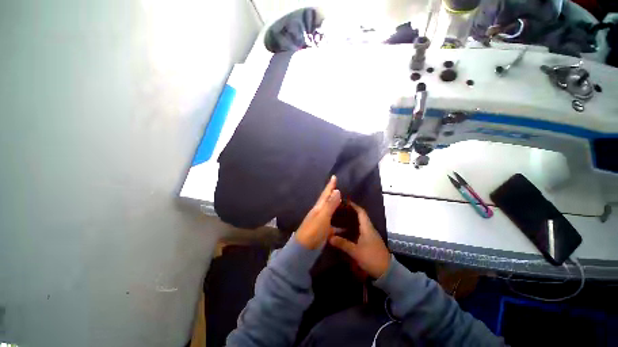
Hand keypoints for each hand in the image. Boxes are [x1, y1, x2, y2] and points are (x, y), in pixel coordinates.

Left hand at [295, 176, 341, 248]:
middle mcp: (319, 211)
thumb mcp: (322, 216)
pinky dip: (337, 217)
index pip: (326, 193)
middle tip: (338, 186)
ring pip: (329, 209)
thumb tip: (337, 190)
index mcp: (319, 207)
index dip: (330, 185)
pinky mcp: (323, 228)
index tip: (334, 176)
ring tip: (342, 200)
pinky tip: (342, 220)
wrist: (305, 247)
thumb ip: (330, 204)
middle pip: (327, 199)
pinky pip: (331, 219)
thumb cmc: (314, 230)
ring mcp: (321, 220)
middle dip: (332, 192)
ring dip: (334, 203)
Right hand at [329, 202, 390, 277]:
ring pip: (359, 224)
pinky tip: (344, 231)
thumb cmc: (372, 258)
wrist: (386, 271)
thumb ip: (343, 244)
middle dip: (349, 212)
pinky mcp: (369, 241)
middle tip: (338, 210)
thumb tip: (329, 237)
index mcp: (367, 228)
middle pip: (359, 216)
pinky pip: (359, 230)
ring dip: (350, 220)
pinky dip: (352, 228)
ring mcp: (370, 235)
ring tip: (339, 219)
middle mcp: (369, 229)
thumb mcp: (356, 251)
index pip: (361, 212)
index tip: (345, 202)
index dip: (353, 206)